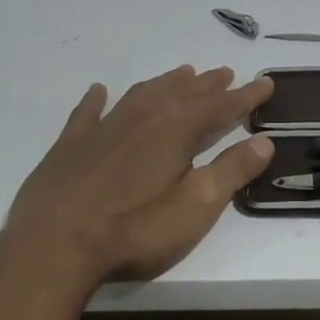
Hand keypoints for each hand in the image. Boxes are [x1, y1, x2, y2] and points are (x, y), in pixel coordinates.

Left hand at [2, 65, 274, 282]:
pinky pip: (88, 112)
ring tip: (182, 74)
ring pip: (141, 95)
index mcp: (175, 131)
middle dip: (208, 85)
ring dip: (165, 83)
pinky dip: (97, 99)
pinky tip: (100, 90)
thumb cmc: (134, 230)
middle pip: (182, 94)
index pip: (220, 107)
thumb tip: (265, 141)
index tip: (266, 82)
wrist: (53, 246)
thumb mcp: (196, 207)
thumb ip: (231, 172)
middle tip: (226, 73)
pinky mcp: (69, 146)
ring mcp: (102, 129)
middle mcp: (141, 118)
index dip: (245, 96)